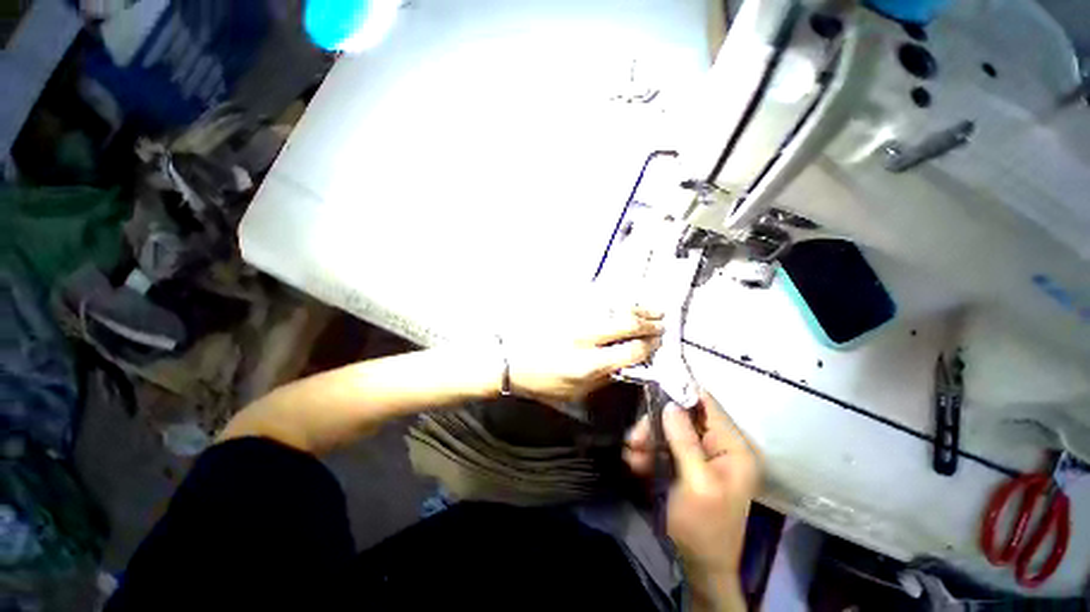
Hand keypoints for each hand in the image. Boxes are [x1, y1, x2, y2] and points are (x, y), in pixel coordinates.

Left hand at [505, 307, 663, 404]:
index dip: (648, 347)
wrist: (509, 359)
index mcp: (587, 364)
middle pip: (626, 324)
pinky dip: (617, 300)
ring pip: (614, 307)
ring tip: (654, 308)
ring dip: (638, 307)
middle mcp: (585, 337)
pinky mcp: (566, 307)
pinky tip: (626, 301)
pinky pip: (598, 299)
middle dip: (649, 323)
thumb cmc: (540, 381)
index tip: (657, 344)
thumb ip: (604, 380)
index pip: (630, 351)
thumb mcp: (574, 393)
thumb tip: (628, 365)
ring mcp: (575, 318)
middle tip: (661, 323)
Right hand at [624, 392, 759, 609]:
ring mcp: (700, 455)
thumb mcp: (697, 485)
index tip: (652, 389)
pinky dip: (647, 451)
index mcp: (733, 448)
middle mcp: (719, 446)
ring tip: (632, 453)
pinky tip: (635, 462)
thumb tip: (670, 404)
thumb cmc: (704, 528)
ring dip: (647, 439)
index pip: (708, 405)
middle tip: (635, 438)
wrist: (697, 566)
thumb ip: (686, 443)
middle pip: (682, 416)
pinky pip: (663, 446)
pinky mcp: (684, 464)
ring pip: (668, 430)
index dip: (681, 393)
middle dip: (656, 424)